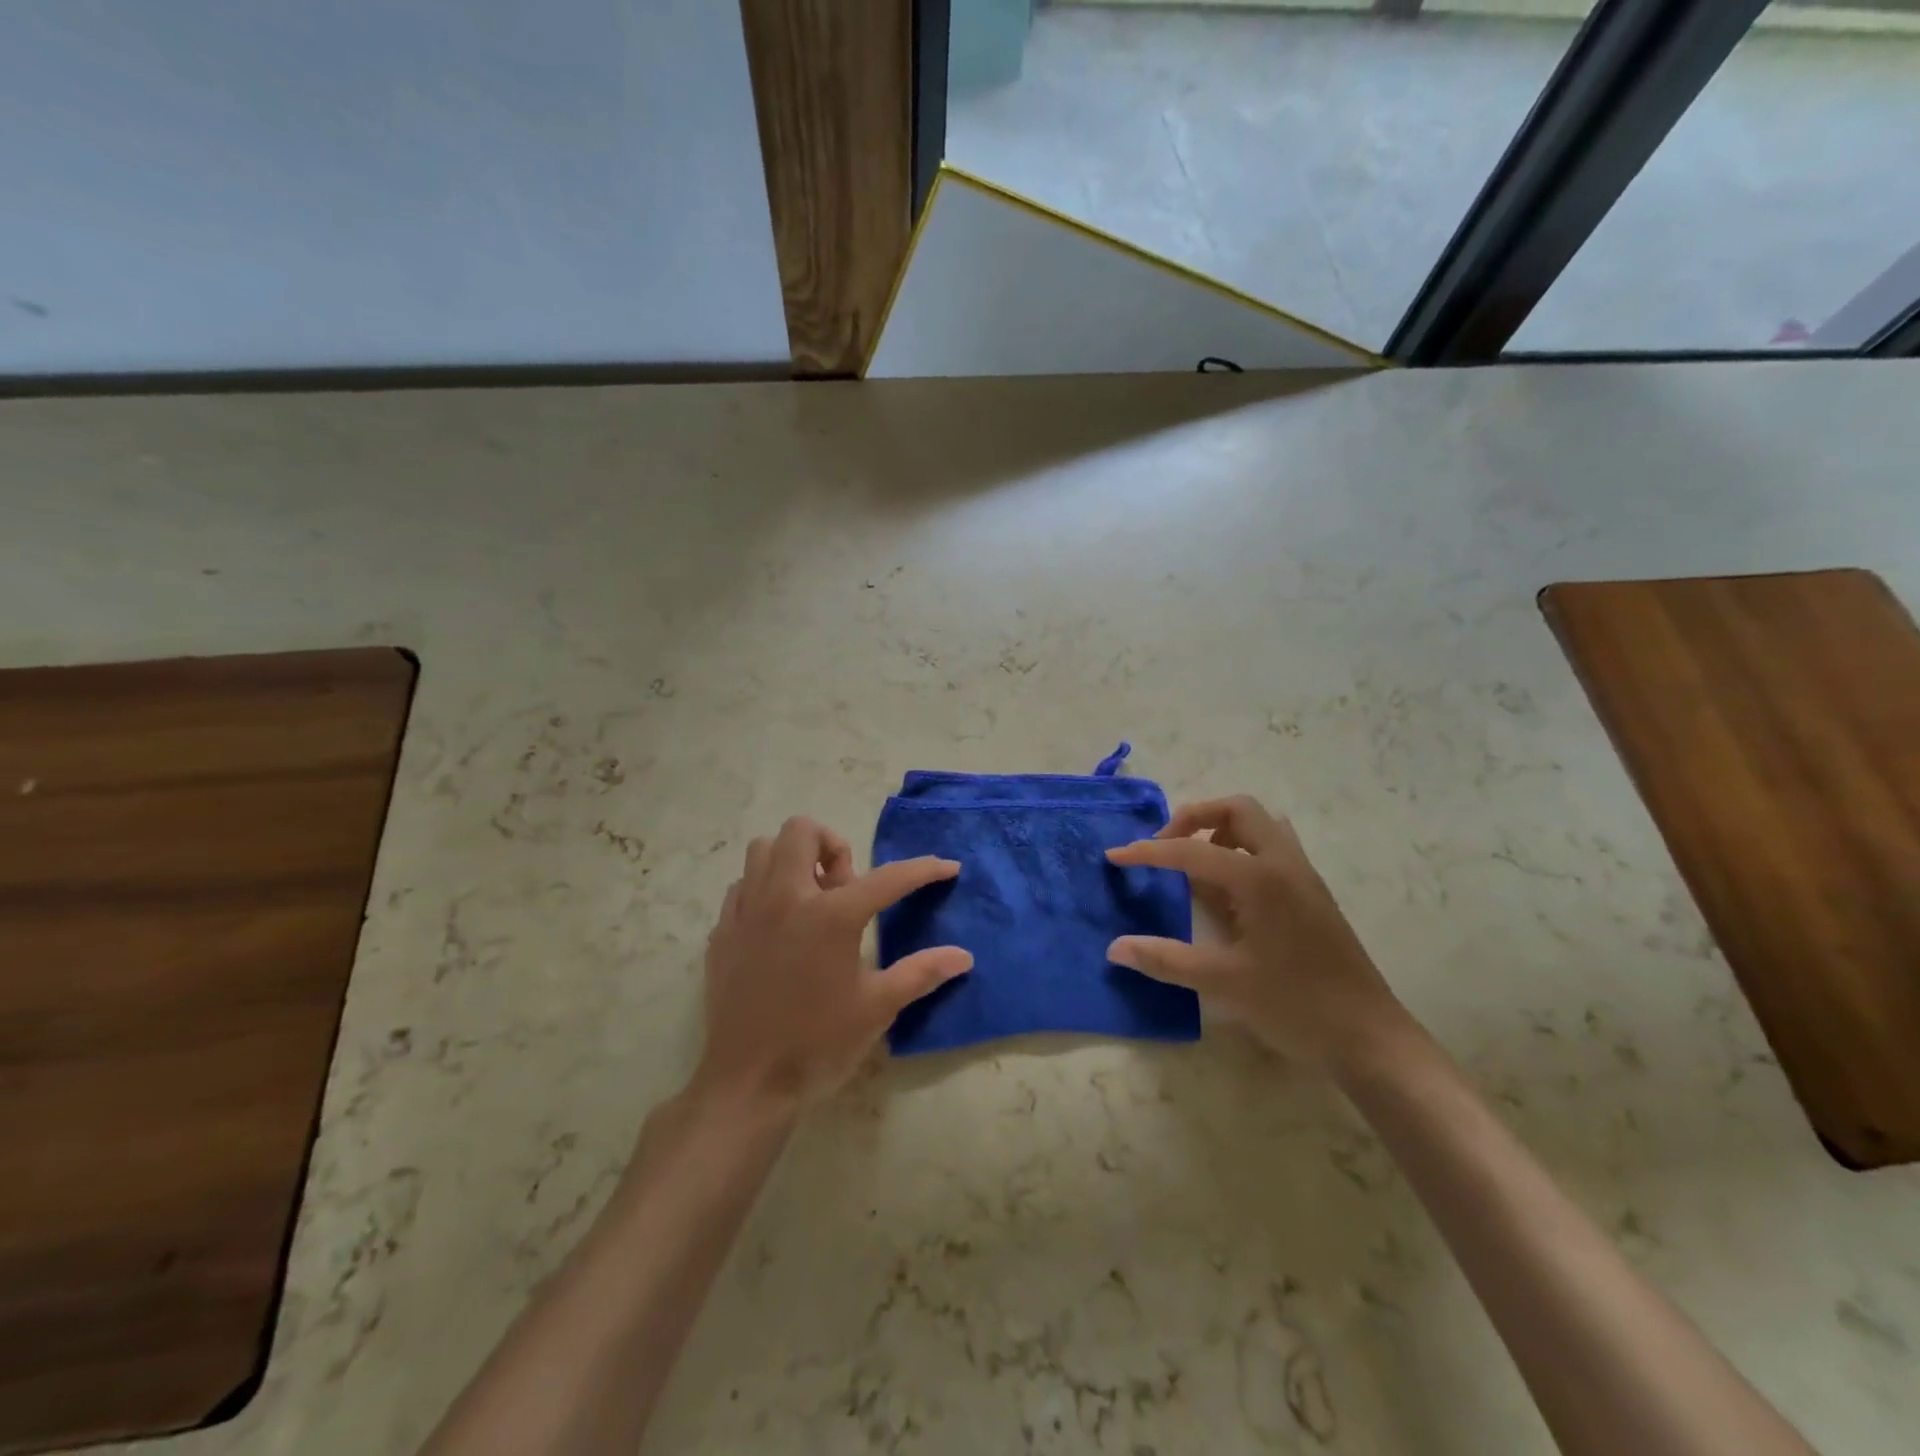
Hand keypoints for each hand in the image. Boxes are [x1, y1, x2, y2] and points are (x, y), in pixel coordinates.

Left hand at [695, 817, 971, 1112]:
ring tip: (810, 897)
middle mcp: (785, 898)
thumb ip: (921, 973)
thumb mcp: (878, 1008)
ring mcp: (747, 912)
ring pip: (763, 850)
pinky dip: (764, 889)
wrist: (747, 1085)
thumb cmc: (818, 1044)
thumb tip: (963, 956)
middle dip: (831, 845)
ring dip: (792, 860)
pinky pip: (741, 886)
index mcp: (831, 915)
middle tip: (844, 885)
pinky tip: (778, 924)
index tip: (946, 867)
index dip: (924, 870)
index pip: (888, 878)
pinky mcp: (722, 932)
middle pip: (802, 831)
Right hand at [1106, 796, 1406, 1075]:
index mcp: (1261, 879)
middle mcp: (1284, 864)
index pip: (1193, 850)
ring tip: (1193, 865)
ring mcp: (1303, 876)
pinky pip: (1271, 848)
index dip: (1149, 852)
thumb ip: (1165, 960)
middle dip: (1194, 819)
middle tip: (1165, 848)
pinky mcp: (1310, 893)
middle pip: (1237, 810)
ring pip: (1259, 825)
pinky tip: (1225, 891)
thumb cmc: (1296, 1006)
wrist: (1370, 1039)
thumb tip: (1114, 948)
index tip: (1115, 857)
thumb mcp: (1223, 983)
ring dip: (1221, 831)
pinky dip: (1240, 850)